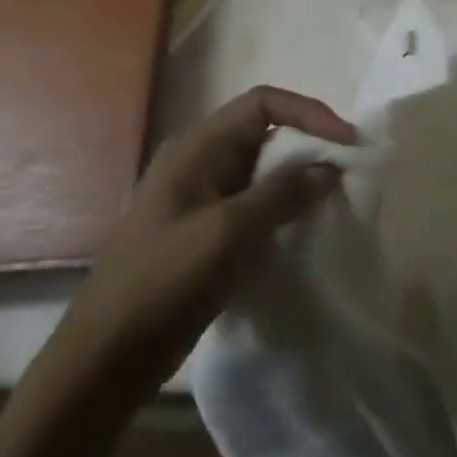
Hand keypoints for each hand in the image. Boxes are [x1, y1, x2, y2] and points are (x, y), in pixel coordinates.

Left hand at [57, 86, 356, 402]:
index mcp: (198, 146)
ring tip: (334, 199)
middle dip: (308, 145)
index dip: (309, 113)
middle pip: (265, 133)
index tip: (348, 142)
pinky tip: (303, 229)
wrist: (108, 352)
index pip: (263, 104)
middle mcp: (200, 161)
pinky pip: (254, 203)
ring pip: (262, 170)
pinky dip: (283, 207)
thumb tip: (327, 169)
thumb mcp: (227, 233)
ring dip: (298, 178)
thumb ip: (280, 195)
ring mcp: (201, 196)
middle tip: (347, 172)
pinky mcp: (206, 230)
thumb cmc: (163, 281)